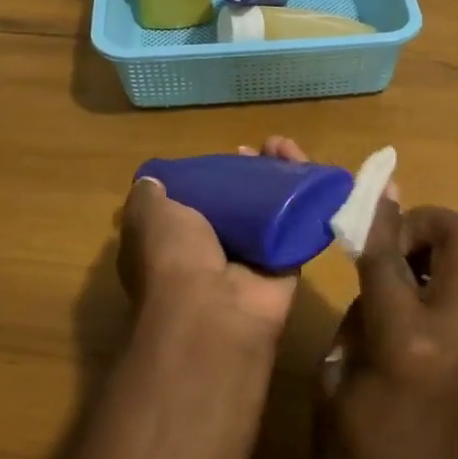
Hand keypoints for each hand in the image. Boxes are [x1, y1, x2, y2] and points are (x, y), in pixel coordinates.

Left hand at [117, 136, 309, 342]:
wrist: (216, 309)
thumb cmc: (173, 256)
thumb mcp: (146, 215)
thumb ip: (149, 195)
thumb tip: (154, 179)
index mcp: (173, 243)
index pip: (194, 203)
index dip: (210, 176)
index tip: (222, 155)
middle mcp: (211, 253)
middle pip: (236, 203)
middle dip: (250, 173)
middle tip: (262, 150)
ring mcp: (250, 262)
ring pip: (269, 211)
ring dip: (280, 178)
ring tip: (286, 149)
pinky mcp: (285, 266)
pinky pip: (299, 226)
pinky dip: (307, 199)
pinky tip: (311, 172)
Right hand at [317, 200, 457, 458]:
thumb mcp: (332, 384)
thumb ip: (356, 314)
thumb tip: (373, 268)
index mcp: (406, 340)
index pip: (391, 252)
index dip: (374, 216)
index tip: (364, 193)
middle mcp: (457, 330)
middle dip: (426, 221)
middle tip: (390, 243)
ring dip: (438, 249)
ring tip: (397, 276)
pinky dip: (445, 280)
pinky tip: (410, 312)